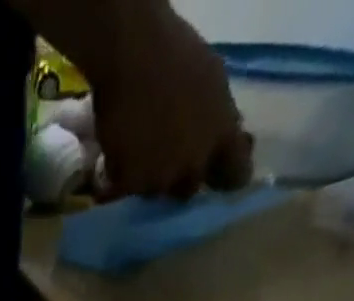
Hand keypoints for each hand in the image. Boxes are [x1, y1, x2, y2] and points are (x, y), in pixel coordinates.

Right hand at [90, 5, 252, 198]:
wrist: (134, 56)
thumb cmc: (178, 56)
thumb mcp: (214, 82)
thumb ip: (219, 119)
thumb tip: (223, 138)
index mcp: (222, 138)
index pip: (235, 176)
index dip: (227, 176)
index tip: (217, 173)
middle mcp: (193, 165)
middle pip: (188, 190)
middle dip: (180, 178)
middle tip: (168, 159)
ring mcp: (159, 178)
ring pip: (154, 191)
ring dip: (148, 178)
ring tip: (138, 154)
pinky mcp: (127, 183)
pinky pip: (123, 189)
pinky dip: (121, 176)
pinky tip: (118, 155)